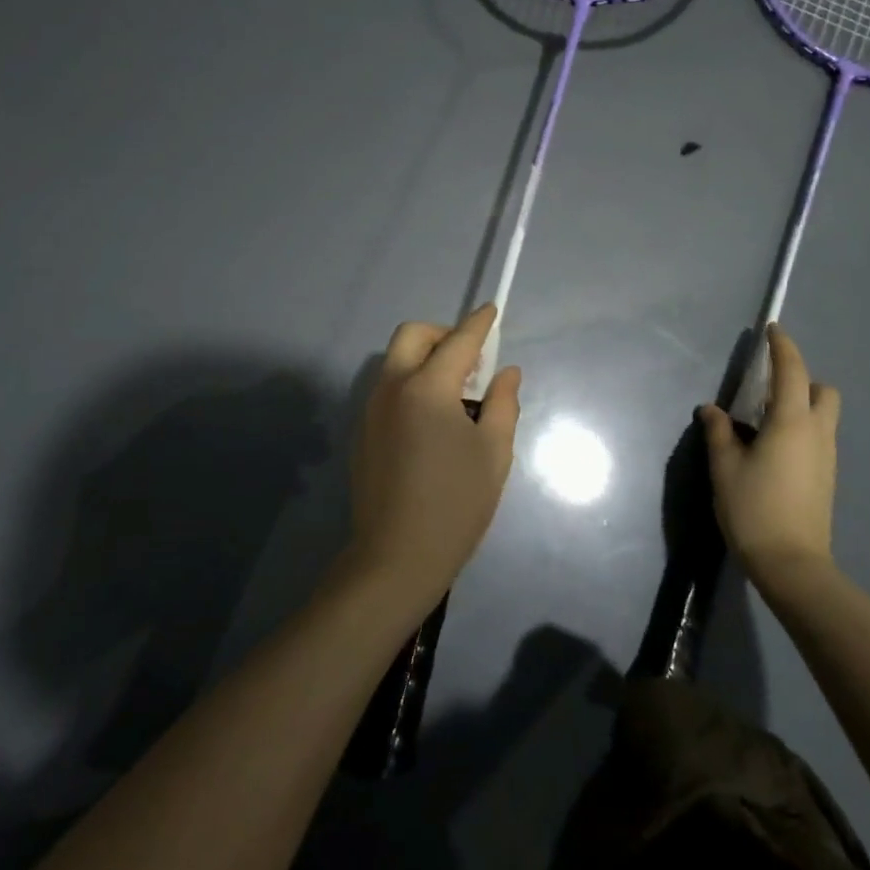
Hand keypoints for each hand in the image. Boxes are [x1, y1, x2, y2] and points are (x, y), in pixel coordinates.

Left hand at [347, 304, 522, 609]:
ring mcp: (371, 410)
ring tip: (456, 395)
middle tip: (471, 362)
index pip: (458, 342)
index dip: (479, 324)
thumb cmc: (456, 504)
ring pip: (396, 362)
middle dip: (443, 335)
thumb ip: (503, 404)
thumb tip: (506, 373)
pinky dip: (412, 385)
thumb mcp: (494, 453)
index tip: (491, 311)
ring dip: (426, 360)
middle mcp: (392, 389)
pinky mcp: (363, 432)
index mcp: (427, 389)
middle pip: (412, 336)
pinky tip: (432, 423)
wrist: (396, 558)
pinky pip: (389, 389)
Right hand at [700, 325, 839, 587]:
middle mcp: (817, 434)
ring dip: (801, 405)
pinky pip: (818, 437)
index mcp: (791, 423)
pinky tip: (772, 450)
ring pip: (823, 416)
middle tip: (769, 388)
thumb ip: (719, 432)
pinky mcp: (826, 478)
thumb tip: (712, 410)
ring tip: (763, 421)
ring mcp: (826, 457)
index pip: (791, 371)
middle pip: (823, 391)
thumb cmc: (753, 509)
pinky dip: (801, 429)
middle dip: (801, 379)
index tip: (772, 330)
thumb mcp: (725, 468)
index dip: (783, 347)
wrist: (792, 564)